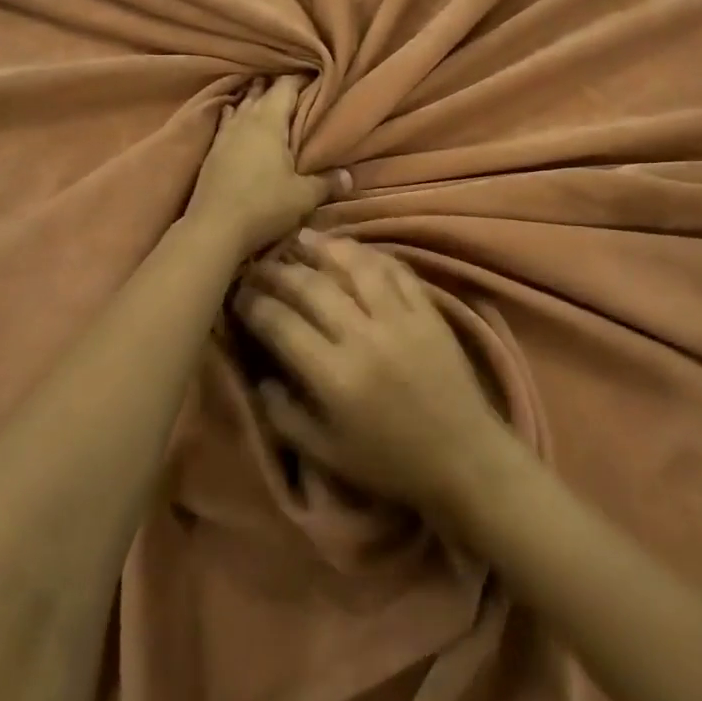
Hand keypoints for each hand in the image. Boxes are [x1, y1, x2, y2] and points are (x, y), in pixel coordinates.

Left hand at [185, 78, 345, 261]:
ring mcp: (224, 135)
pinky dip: (235, 117)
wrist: (213, 228)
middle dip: (276, 86)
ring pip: (241, 106)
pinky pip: (226, 123)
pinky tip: (236, 120)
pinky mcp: (211, 152)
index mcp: (268, 121)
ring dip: (253, 100)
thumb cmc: (263, 205)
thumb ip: (327, 183)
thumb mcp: (303, 197)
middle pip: (260, 92)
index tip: (314, 77)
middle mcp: (244, 120)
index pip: (285, 86)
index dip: (300, 79)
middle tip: (293, 86)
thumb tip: (349, 177)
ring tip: (265, 96)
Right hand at [234, 231, 512, 517]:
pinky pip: (396, 270)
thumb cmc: (389, 462)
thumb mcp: (325, 453)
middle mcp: (364, 337)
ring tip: (300, 237)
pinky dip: (371, 254)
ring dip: (323, 248)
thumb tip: (261, 375)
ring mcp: (401, 319)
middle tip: (259, 263)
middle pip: (311, 287)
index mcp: (334, 376)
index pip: (280, 324)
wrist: (464, 459)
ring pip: (355, 267)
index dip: (252, 304)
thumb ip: (283, 414)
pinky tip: (352, 248)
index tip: (237, 294)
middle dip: (278, 271)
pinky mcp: (429, 311)